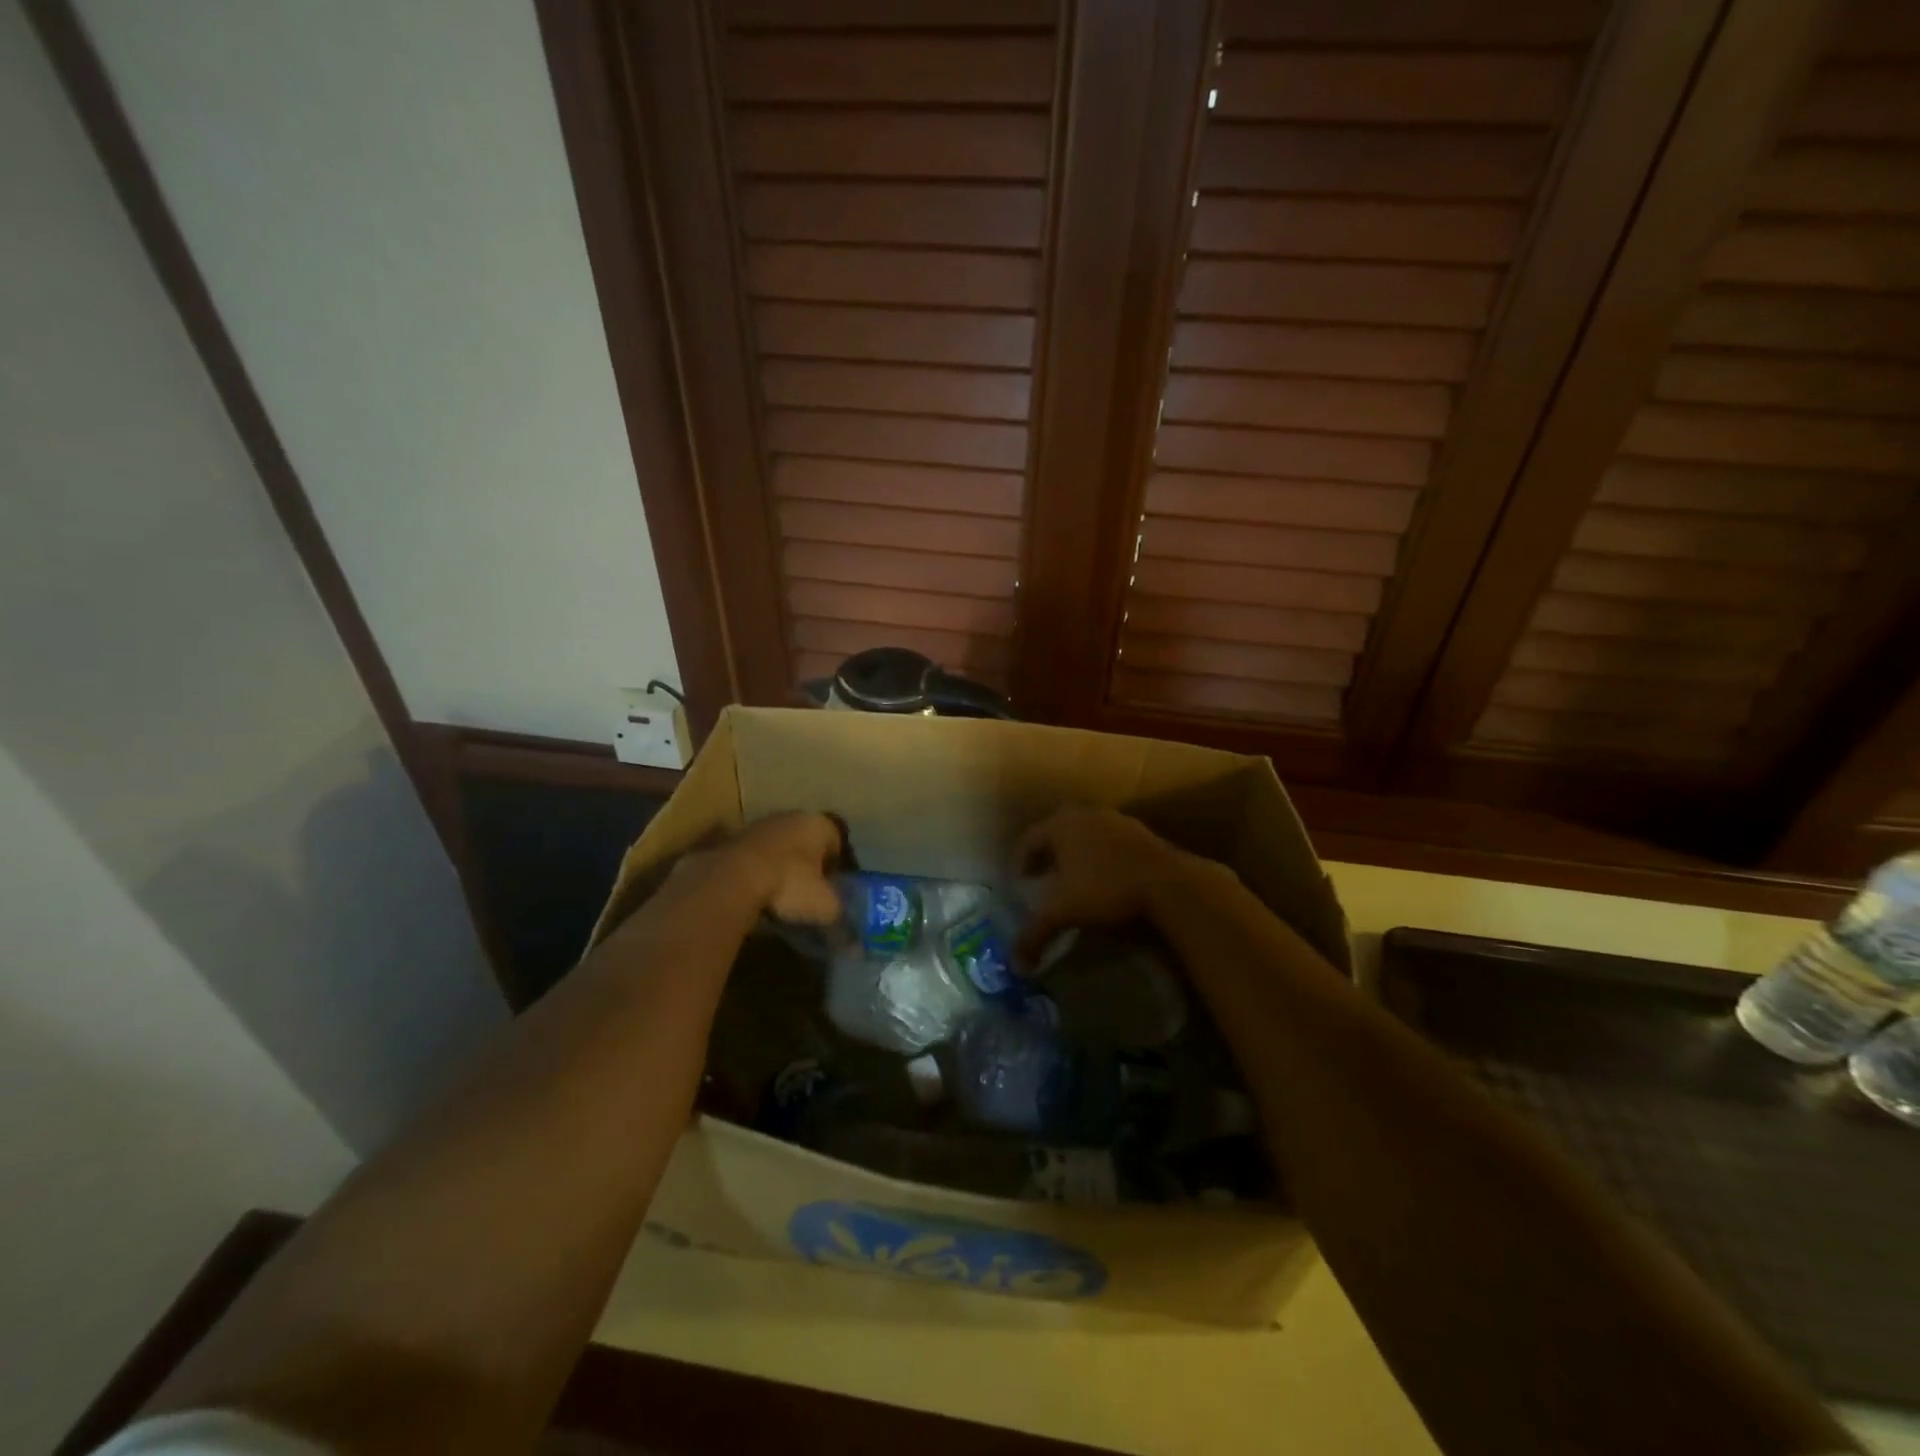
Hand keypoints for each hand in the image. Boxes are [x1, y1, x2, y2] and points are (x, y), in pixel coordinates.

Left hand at [659, 812, 843, 926]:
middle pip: (806, 842)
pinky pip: (754, 859)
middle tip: (810, 893)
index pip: (838, 841)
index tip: (835, 889)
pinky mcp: (732, 841)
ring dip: (781, 867)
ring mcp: (758, 826)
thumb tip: (857, 948)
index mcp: (819, 824)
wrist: (731, 878)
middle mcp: (790, 817)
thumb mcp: (824, 907)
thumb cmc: (790, 883)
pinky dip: (758, 873)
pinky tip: (757, 896)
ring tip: (782, 898)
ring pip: (779, 848)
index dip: (838, 866)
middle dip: (809, 865)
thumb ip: (842, 922)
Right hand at [1012, 806, 1185, 964]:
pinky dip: (1099, 858)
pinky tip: (1104, 881)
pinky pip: (1108, 843)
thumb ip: (1035, 933)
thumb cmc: (1105, 888)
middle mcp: (1084, 814)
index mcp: (1060, 824)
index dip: (1019, 864)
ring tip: (1072, 883)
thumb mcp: (1063, 912)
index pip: (1027, 840)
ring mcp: (1115, 820)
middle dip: (1046, 858)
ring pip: (1083, 836)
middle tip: (1041, 882)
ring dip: (1074, 857)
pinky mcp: (1140, 832)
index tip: (1019, 885)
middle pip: (1055, 834)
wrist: (1167, 882)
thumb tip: (1017, 964)